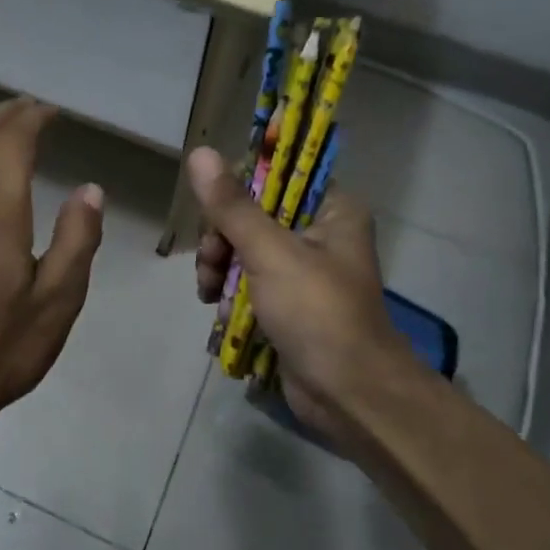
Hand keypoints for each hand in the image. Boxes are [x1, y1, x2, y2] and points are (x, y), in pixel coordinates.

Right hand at [189, 147, 410, 443]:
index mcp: (332, 210)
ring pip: (246, 251)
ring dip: (222, 271)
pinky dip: (233, 296)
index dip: (241, 187)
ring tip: (210, 294)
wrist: (349, 396)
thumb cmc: (317, 313)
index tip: (215, 209)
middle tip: (211, 262)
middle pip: (254, 215)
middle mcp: (321, 234)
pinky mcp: (291, 305)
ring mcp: (305, 272)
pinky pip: (251, 284)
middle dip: (223, 240)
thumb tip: (200, 153)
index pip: (278, 174)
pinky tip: (225, 314)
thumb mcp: (270, 253)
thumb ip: (232, 206)